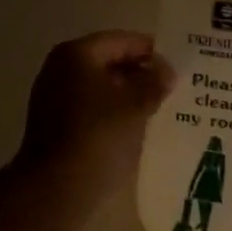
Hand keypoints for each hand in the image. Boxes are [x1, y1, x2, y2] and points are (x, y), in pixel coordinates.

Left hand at [16, 31, 174, 202]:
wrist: (54, 190)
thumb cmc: (97, 137)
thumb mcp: (135, 106)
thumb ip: (154, 82)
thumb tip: (166, 69)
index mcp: (77, 54)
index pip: (122, 40)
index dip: (152, 50)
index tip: (177, 64)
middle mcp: (60, 69)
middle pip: (109, 62)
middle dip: (140, 73)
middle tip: (172, 87)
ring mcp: (53, 98)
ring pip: (100, 87)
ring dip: (127, 95)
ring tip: (159, 108)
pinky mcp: (53, 125)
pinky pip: (91, 108)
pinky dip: (112, 113)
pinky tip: (135, 128)